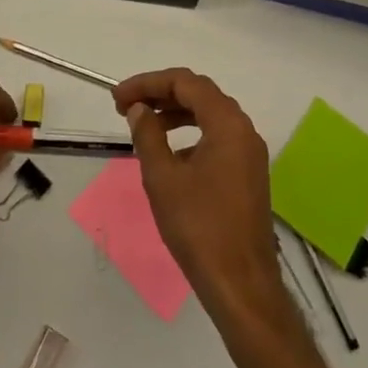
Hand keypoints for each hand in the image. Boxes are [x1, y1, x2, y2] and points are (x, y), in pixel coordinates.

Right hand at [115, 68, 285, 321]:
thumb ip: (148, 135)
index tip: (118, 98)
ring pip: (209, 115)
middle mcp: (244, 130)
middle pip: (200, 94)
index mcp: (227, 124)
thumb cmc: (199, 227)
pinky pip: (217, 137)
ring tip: (142, 124)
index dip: (148, 83)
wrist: (241, 284)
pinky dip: (190, 134)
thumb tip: (140, 109)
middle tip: (125, 106)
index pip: (185, 83)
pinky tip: (169, 154)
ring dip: (174, 113)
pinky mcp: (247, 174)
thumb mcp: (163, 177)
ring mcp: (249, 153)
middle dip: (160, 94)